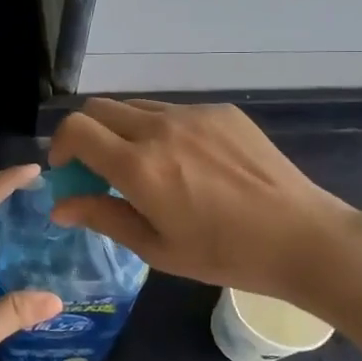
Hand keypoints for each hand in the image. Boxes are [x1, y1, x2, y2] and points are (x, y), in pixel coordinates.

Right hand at [48, 99, 361, 307]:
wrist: (301, 236)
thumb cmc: (225, 254)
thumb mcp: (157, 248)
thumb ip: (103, 217)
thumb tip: (60, 205)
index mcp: (139, 166)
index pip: (76, 129)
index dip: (61, 145)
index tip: (68, 170)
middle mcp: (160, 128)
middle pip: (100, 108)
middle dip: (87, 134)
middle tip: (100, 168)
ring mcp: (193, 114)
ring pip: (137, 107)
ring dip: (124, 130)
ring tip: (147, 166)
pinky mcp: (221, 111)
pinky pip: (175, 110)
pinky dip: (163, 129)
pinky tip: (191, 163)